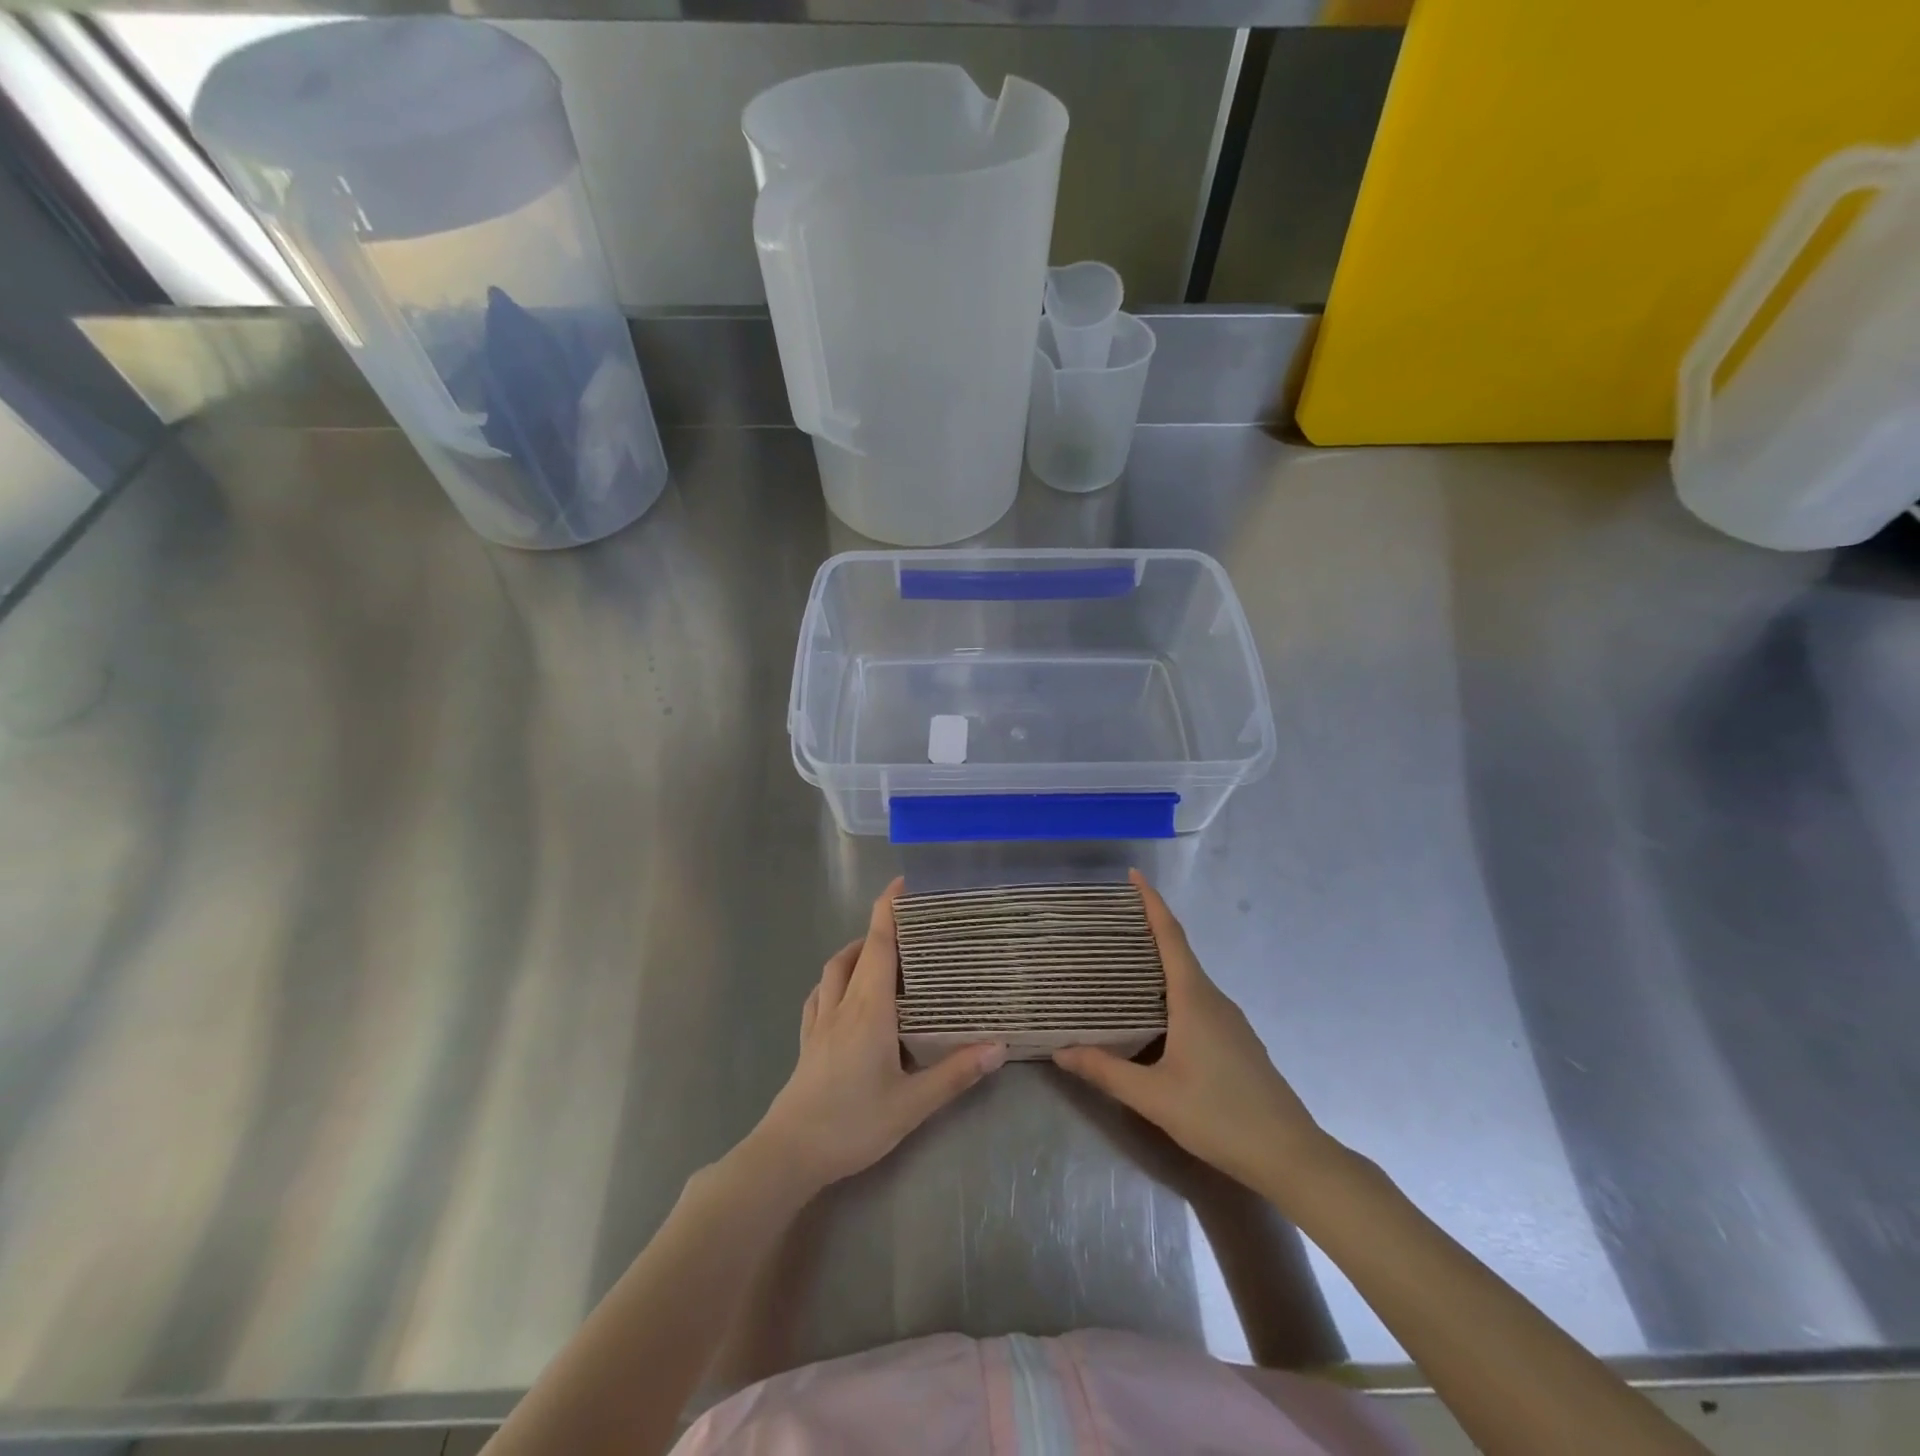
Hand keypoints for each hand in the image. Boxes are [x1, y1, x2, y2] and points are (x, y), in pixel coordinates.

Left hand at [746, 879, 1006, 1195]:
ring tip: (882, 957)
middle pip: (857, 951)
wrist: (789, 1154)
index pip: (879, 945)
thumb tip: (999, 1046)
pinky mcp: (808, 1041)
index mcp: (869, 1009)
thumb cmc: (852, 1123)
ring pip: (834, 969)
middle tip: (910, 927)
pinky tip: (846, 994)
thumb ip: (955, 1074)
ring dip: (856, 952)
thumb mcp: (912, 1104)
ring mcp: (820, 1021)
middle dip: (879, 929)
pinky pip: (820, 994)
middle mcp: (842, 1004)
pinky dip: (836, 980)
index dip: (889, 910)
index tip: (903, 882)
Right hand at [1053, 870, 1331, 1193]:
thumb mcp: (1153, 1096)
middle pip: (1178, 952)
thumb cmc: (1220, 1116)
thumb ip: (1105, 1071)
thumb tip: (1060, 1051)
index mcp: (1194, 998)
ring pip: (1188, 980)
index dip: (1152, 902)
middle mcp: (1214, 1000)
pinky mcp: (1237, 1042)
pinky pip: (1197, 1002)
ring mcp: (1230, 1021)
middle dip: (1147, 931)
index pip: (1171, 936)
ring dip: (1158, 965)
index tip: (1133, 875)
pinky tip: (1152, 1016)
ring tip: (1121, 966)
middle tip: (1108, 924)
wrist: (1291, 1156)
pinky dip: (1171, 993)